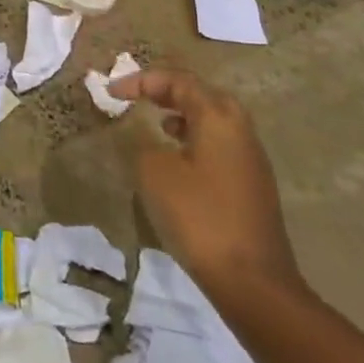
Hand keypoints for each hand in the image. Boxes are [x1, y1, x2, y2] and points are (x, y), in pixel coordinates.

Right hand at [111, 67, 302, 292]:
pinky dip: (194, 140)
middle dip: (167, 92)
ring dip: (182, 116)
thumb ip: (144, 143)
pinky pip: (219, 145)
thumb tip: (147, 138)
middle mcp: (240, 130)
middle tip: (139, 99)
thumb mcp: (154, 172)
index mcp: (218, 117)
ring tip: (155, 126)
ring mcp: (251, 159)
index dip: (141, 80)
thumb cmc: (199, 216)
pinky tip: (176, 162)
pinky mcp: (252, 186)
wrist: (252, 281)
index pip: (178, 81)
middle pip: (202, 95)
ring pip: (213, 121)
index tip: (111, 93)